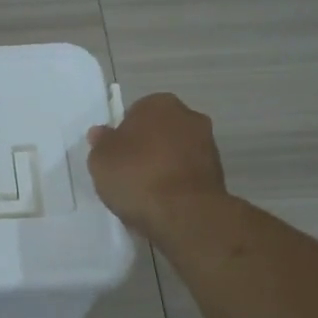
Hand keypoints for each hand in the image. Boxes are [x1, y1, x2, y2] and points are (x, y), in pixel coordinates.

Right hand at [86, 92, 229, 238]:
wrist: (184, 213)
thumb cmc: (136, 175)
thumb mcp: (100, 159)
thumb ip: (101, 143)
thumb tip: (102, 133)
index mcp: (159, 103)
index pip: (135, 112)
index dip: (123, 134)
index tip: (114, 155)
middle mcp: (189, 116)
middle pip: (159, 131)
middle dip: (146, 147)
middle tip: (127, 172)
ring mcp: (208, 145)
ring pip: (175, 152)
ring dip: (163, 165)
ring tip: (144, 192)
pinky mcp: (218, 173)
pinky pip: (187, 174)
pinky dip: (176, 183)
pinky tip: (162, 202)